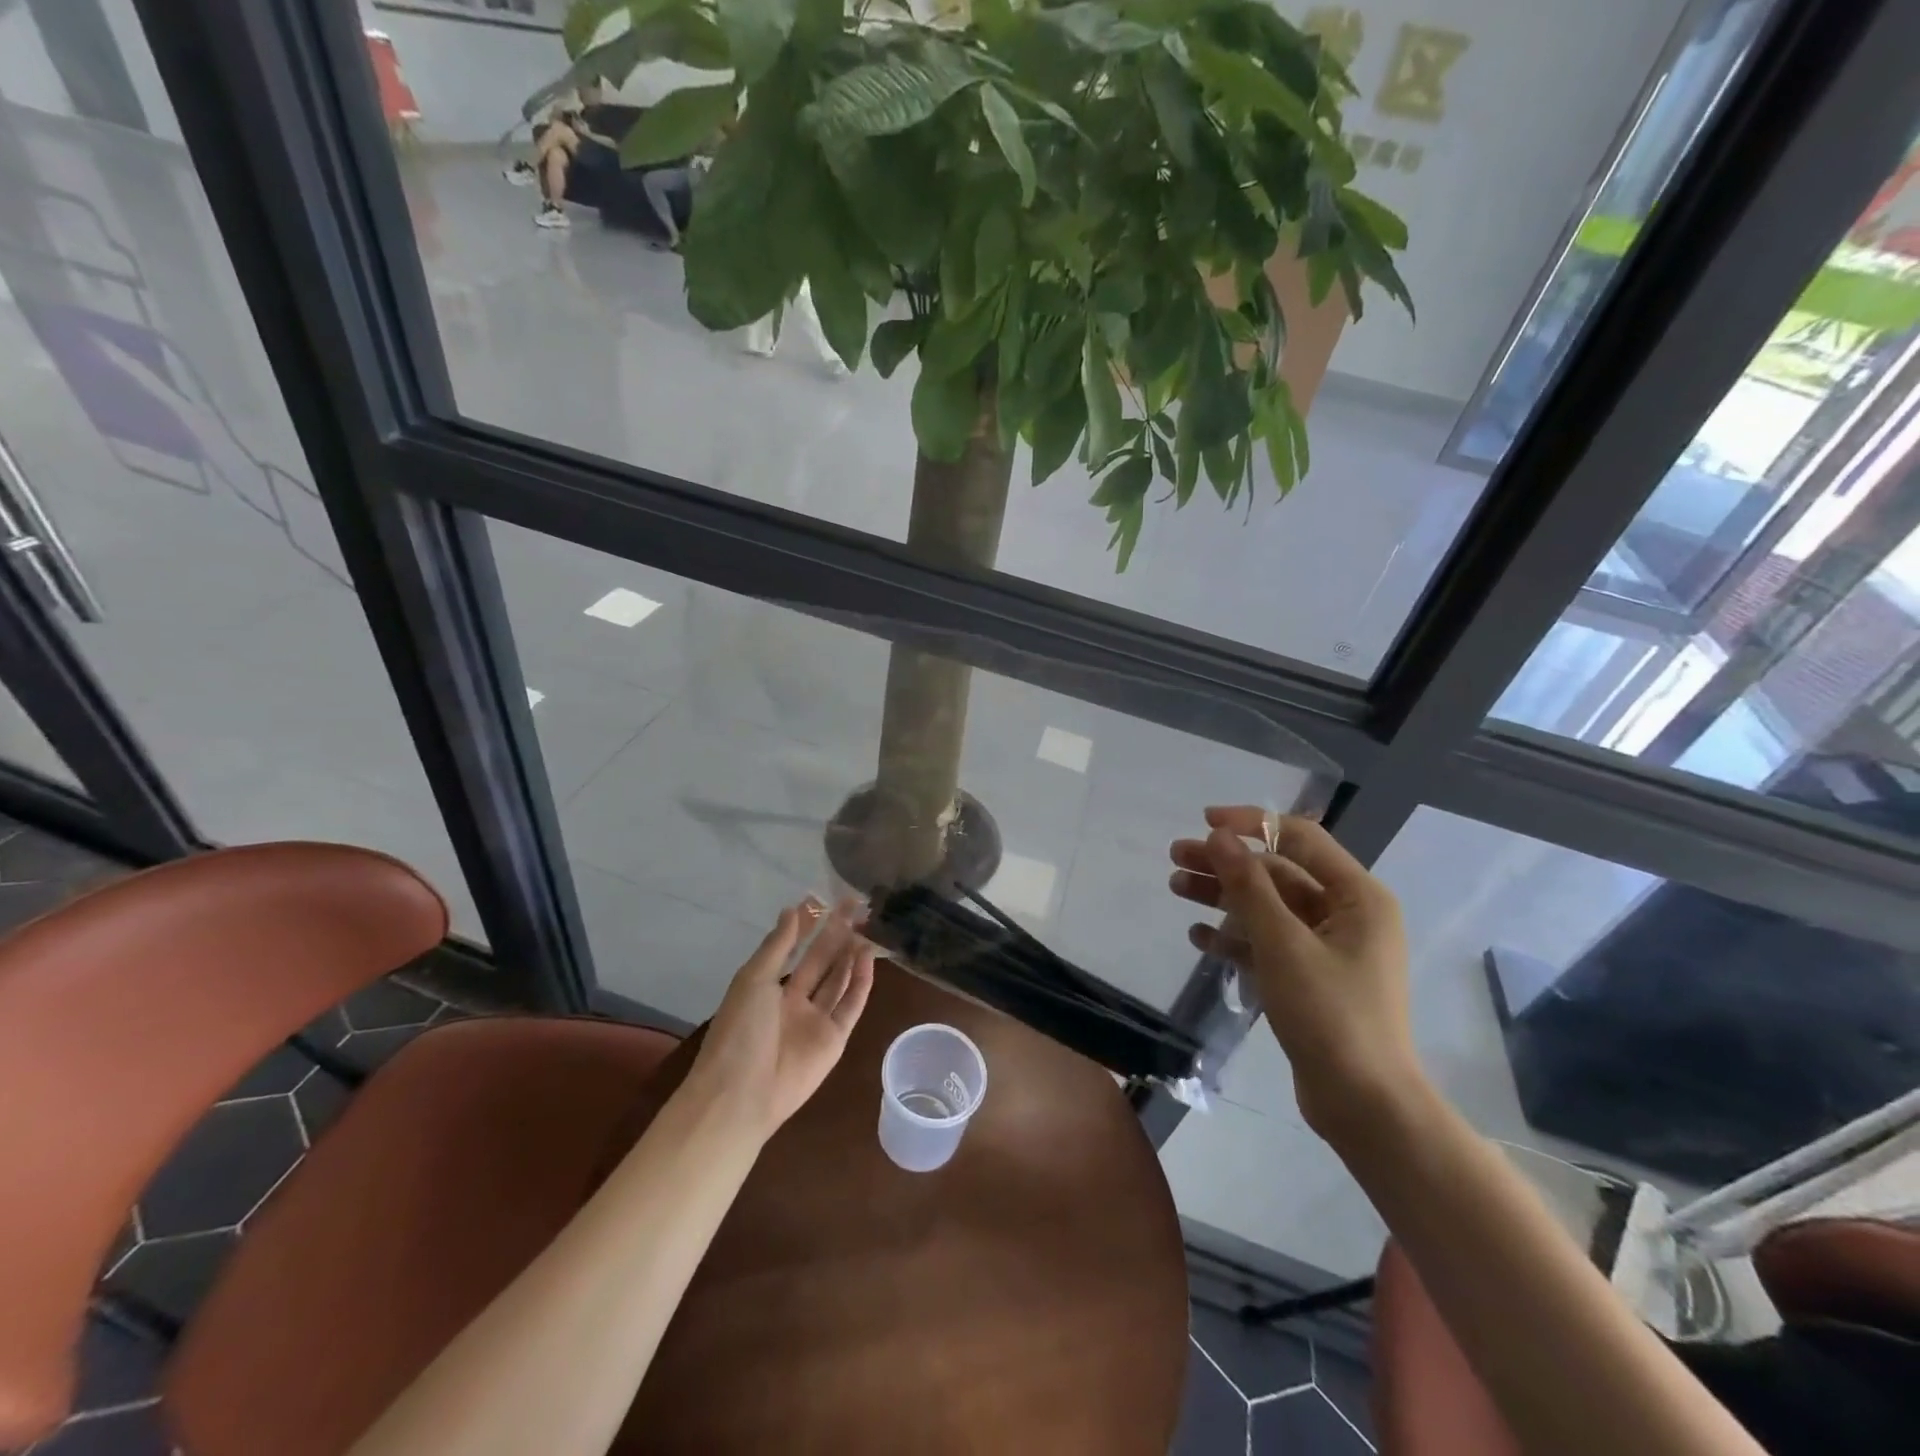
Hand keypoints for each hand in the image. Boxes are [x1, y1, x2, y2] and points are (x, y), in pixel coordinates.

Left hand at [687, 900, 875, 1142]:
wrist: (740, 1095)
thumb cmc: (739, 1031)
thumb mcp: (753, 980)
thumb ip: (778, 945)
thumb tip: (792, 909)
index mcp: (768, 987)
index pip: (793, 948)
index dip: (808, 925)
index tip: (826, 899)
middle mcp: (793, 1001)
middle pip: (821, 961)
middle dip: (836, 934)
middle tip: (856, 906)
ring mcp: (815, 1020)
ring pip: (839, 980)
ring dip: (851, 954)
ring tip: (866, 926)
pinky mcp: (835, 1040)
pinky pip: (851, 1005)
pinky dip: (861, 982)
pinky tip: (868, 958)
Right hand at [1169, 807, 1421, 1143]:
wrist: (1365, 1105)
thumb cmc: (1330, 1015)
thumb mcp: (1283, 944)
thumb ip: (1249, 886)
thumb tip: (1218, 837)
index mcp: (1358, 896)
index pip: (1300, 839)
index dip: (1251, 824)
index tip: (1204, 822)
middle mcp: (1348, 914)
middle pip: (1278, 873)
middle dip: (1227, 864)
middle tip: (1175, 858)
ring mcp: (1329, 948)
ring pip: (1269, 907)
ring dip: (1224, 897)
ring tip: (1176, 889)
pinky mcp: (1311, 978)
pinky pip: (1268, 943)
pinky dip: (1235, 936)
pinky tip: (1199, 936)